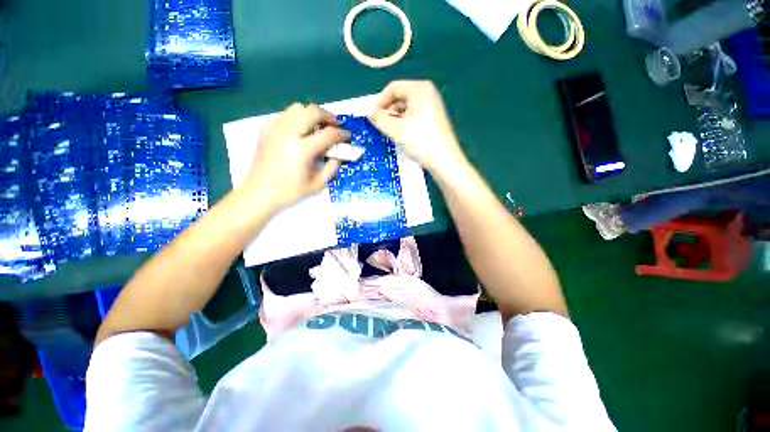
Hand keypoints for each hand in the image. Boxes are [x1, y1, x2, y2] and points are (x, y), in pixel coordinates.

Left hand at [243, 103, 349, 209]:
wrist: (259, 192)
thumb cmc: (290, 191)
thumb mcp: (317, 184)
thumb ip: (332, 167)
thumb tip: (339, 155)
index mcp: (302, 149)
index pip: (328, 133)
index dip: (342, 134)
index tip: (347, 137)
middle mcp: (288, 133)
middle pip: (313, 111)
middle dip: (328, 116)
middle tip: (335, 125)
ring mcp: (275, 128)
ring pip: (298, 108)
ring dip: (312, 115)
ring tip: (318, 127)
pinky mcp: (266, 129)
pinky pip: (286, 115)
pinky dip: (297, 119)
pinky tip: (300, 132)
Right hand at [369, 80, 467, 174]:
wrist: (444, 160)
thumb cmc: (420, 141)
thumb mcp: (396, 130)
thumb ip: (380, 119)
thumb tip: (371, 113)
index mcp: (420, 89)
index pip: (393, 88)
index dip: (380, 101)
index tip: (372, 115)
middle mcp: (428, 93)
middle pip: (401, 97)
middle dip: (388, 110)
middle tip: (379, 125)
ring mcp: (433, 106)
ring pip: (407, 108)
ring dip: (395, 118)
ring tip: (389, 131)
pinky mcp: (434, 119)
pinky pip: (414, 115)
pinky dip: (405, 123)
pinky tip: (401, 135)